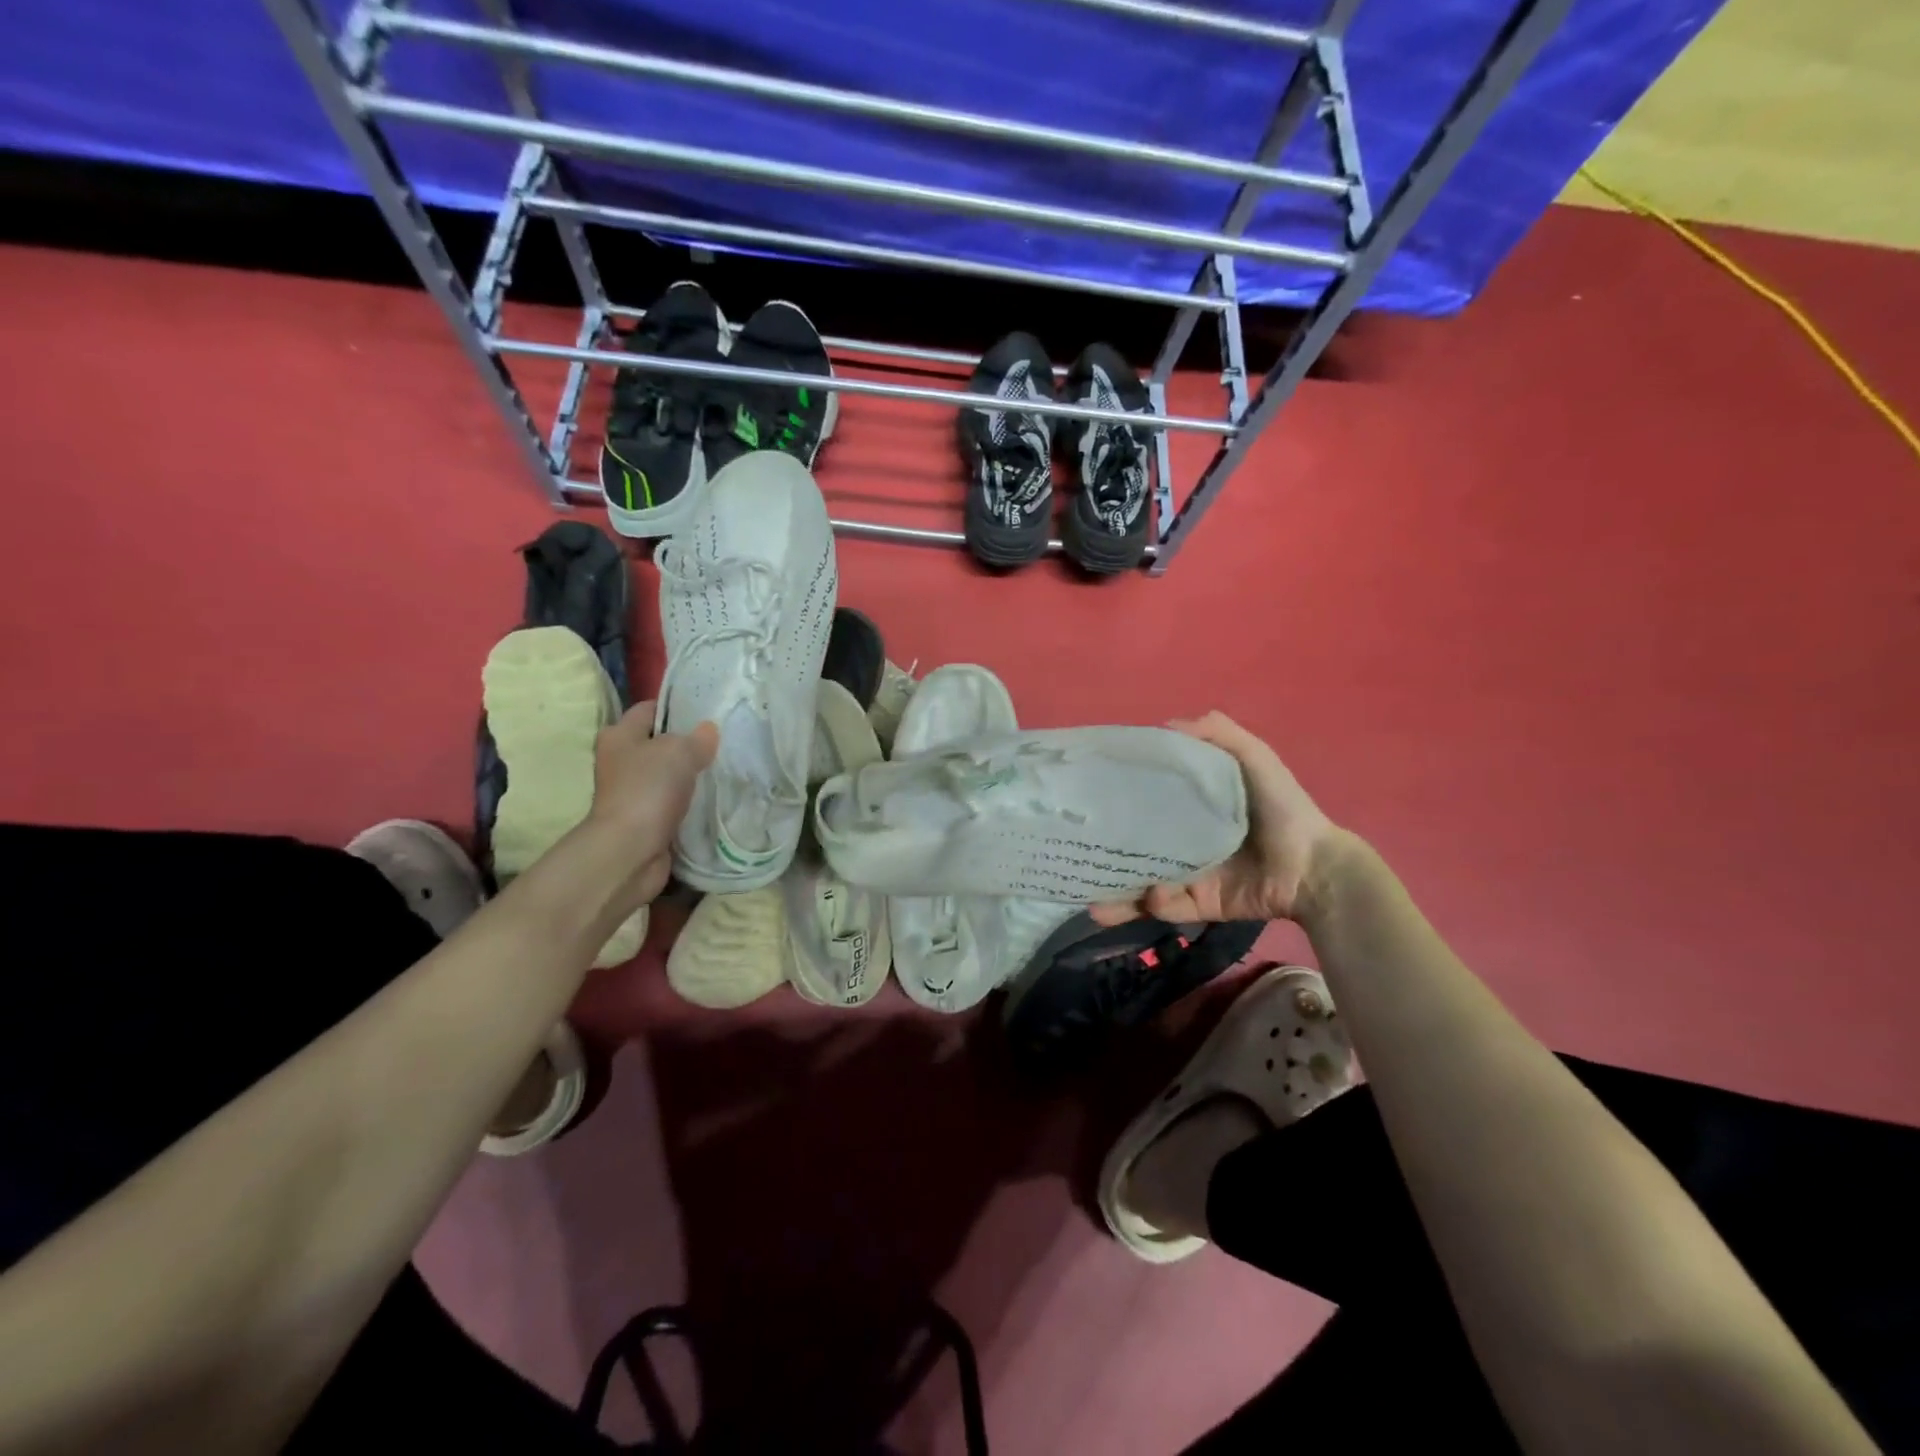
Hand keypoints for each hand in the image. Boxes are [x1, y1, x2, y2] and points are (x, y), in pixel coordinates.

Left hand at [583, 701, 717, 913]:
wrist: (630, 850)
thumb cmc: (648, 789)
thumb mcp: (679, 751)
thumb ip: (698, 738)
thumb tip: (708, 730)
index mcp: (619, 735)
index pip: (649, 710)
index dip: (677, 707)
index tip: (708, 711)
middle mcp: (620, 761)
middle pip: (659, 744)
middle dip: (688, 743)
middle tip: (723, 741)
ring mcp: (631, 792)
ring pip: (668, 775)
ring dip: (690, 776)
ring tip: (724, 769)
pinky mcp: (645, 820)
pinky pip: (673, 803)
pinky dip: (690, 802)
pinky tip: (715, 799)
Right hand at [1091, 711, 1342, 926]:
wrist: (1314, 867)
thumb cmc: (1283, 808)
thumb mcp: (1255, 759)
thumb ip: (1219, 735)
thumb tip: (1165, 724)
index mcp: (1193, 808)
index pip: (1147, 800)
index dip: (1120, 797)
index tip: (1090, 793)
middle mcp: (1184, 841)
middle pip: (1136, 847)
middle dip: (1106, 854)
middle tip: (1078, 854)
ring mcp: (1190, 875)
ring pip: (1143, 884)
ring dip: (1116, 894)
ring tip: (1090, 899)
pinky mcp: (1200, 905)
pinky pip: (1170, 908)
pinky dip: (1156, 906)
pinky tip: (1151, 897)